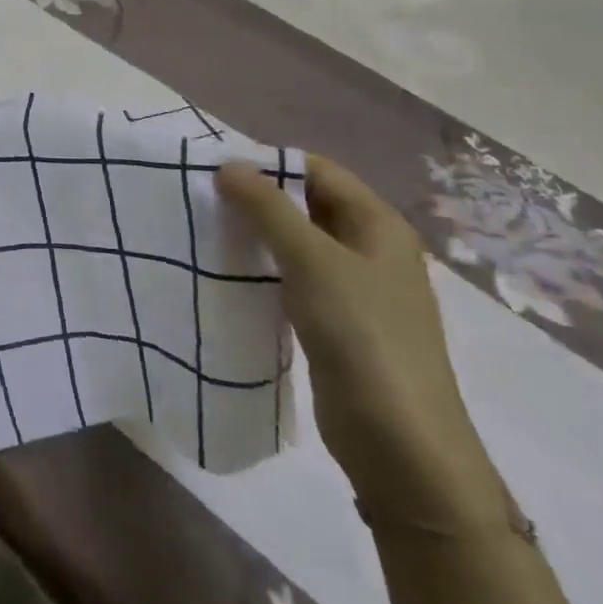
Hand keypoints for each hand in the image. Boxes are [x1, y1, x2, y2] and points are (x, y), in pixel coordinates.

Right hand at [216, 156, 508, 528]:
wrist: (399, 440)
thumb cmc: (361, 334)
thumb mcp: (311, 260)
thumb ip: (268, 208)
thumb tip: (229, 165)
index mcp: (378, 225)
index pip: (319, 171)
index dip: (270, 163)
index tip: (216, 169)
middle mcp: (370, 249)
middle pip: (307, 204)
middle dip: (259, 197)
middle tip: (203, 197)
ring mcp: (355, 288)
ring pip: (297, 242)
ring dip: (257, 233)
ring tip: (207, 228)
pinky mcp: (336, 322)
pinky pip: (293, 277)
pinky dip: (263, 267)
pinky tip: (229, 270)